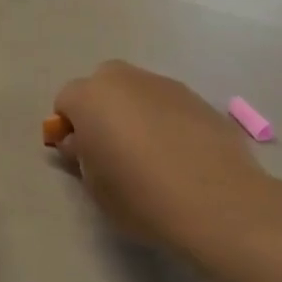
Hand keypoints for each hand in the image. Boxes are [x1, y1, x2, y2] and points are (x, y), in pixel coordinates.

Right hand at [53, 61, 281, 258]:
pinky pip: (168, 104)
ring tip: (151, 154)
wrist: (216, 201)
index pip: (66, 100)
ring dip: (135, 112)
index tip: (80, 155)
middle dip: (102, 108)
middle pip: (103, 84)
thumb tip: (81, 141)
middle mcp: (126, 80)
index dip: (69, 126)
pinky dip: (166, 120)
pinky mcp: (198, 98)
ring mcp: (166, 85)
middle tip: (112, 148)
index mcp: (91, 98)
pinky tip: (180, 154)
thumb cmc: (141, 197)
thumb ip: (81, 156)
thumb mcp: (95, 186)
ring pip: (138, 91)